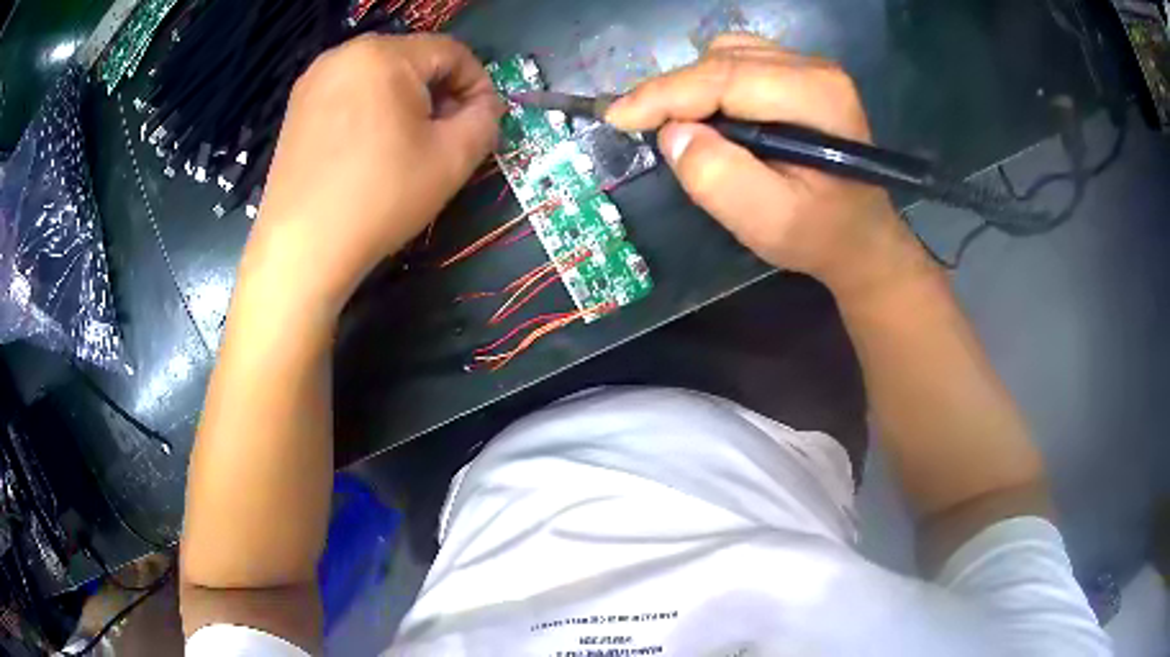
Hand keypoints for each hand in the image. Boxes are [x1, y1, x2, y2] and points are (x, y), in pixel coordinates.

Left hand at [243, 34, 501, 312]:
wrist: (301, 249)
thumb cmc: (380, 197)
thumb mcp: (453, 158)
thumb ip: (486, 119)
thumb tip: (485, 106)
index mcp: (384, 54)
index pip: (451, 52)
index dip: (477, 85)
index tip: (482, 123)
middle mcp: (344, 55)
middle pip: (412, 60)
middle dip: (439, 94)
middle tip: (445, 137)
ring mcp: (314, 81)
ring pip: (379, 77)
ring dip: (405, 103)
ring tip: (408, 147)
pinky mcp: (296, 109)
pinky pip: (349, 95)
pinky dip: (371, 112)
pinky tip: (370, 152)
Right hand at [605, 34, 933, 299]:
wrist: (860, 236)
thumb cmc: (818, 234)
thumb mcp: (768, 221)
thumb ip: (718, 177)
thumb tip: (673, 133)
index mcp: (816, 96)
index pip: (724, 77)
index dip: (664, 94)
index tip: (616, 117)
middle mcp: (815, 67)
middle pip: (722, 60)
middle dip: (674, 92)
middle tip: (642, 127)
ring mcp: (808, 66)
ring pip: (725, 55)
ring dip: (692, 88)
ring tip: (682, 127)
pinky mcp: (798, 73)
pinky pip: (737, 61)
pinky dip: (710, 85)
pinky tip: (711, 116)